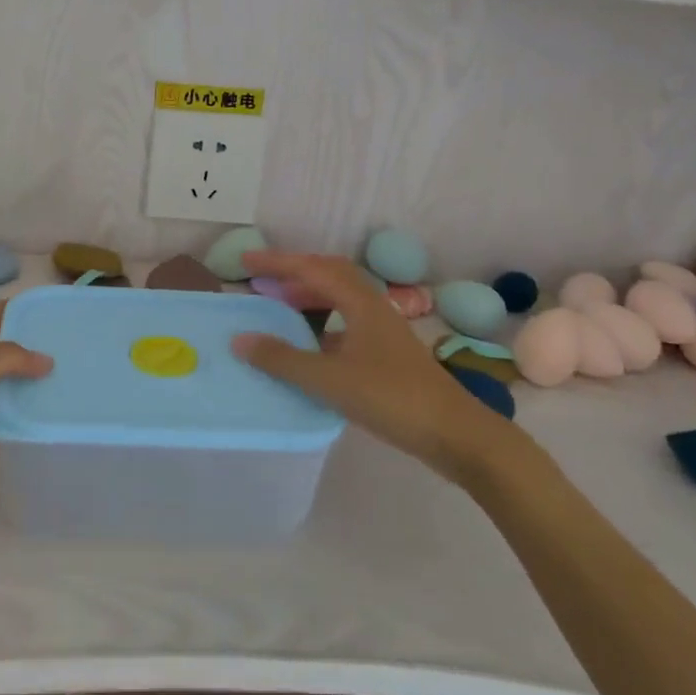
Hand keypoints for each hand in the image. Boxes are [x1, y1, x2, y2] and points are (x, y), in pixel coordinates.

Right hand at [232, 251, 507, 471]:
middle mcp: (373, 307)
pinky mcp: (387, 354)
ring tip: (280, 308)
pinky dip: (322, 324)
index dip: (277, 262)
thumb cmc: (391, 399)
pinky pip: (346, 323)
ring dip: (309, 296)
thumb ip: (283, 360)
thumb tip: (240, 339)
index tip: (246, 260)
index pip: (312, 269)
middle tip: (262, 281)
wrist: (455, 434)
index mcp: (360, 303)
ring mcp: (382, 331)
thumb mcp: (329, 380)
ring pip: (340, 299)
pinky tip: (310, 347)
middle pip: (330, 275)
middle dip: (294, 272)